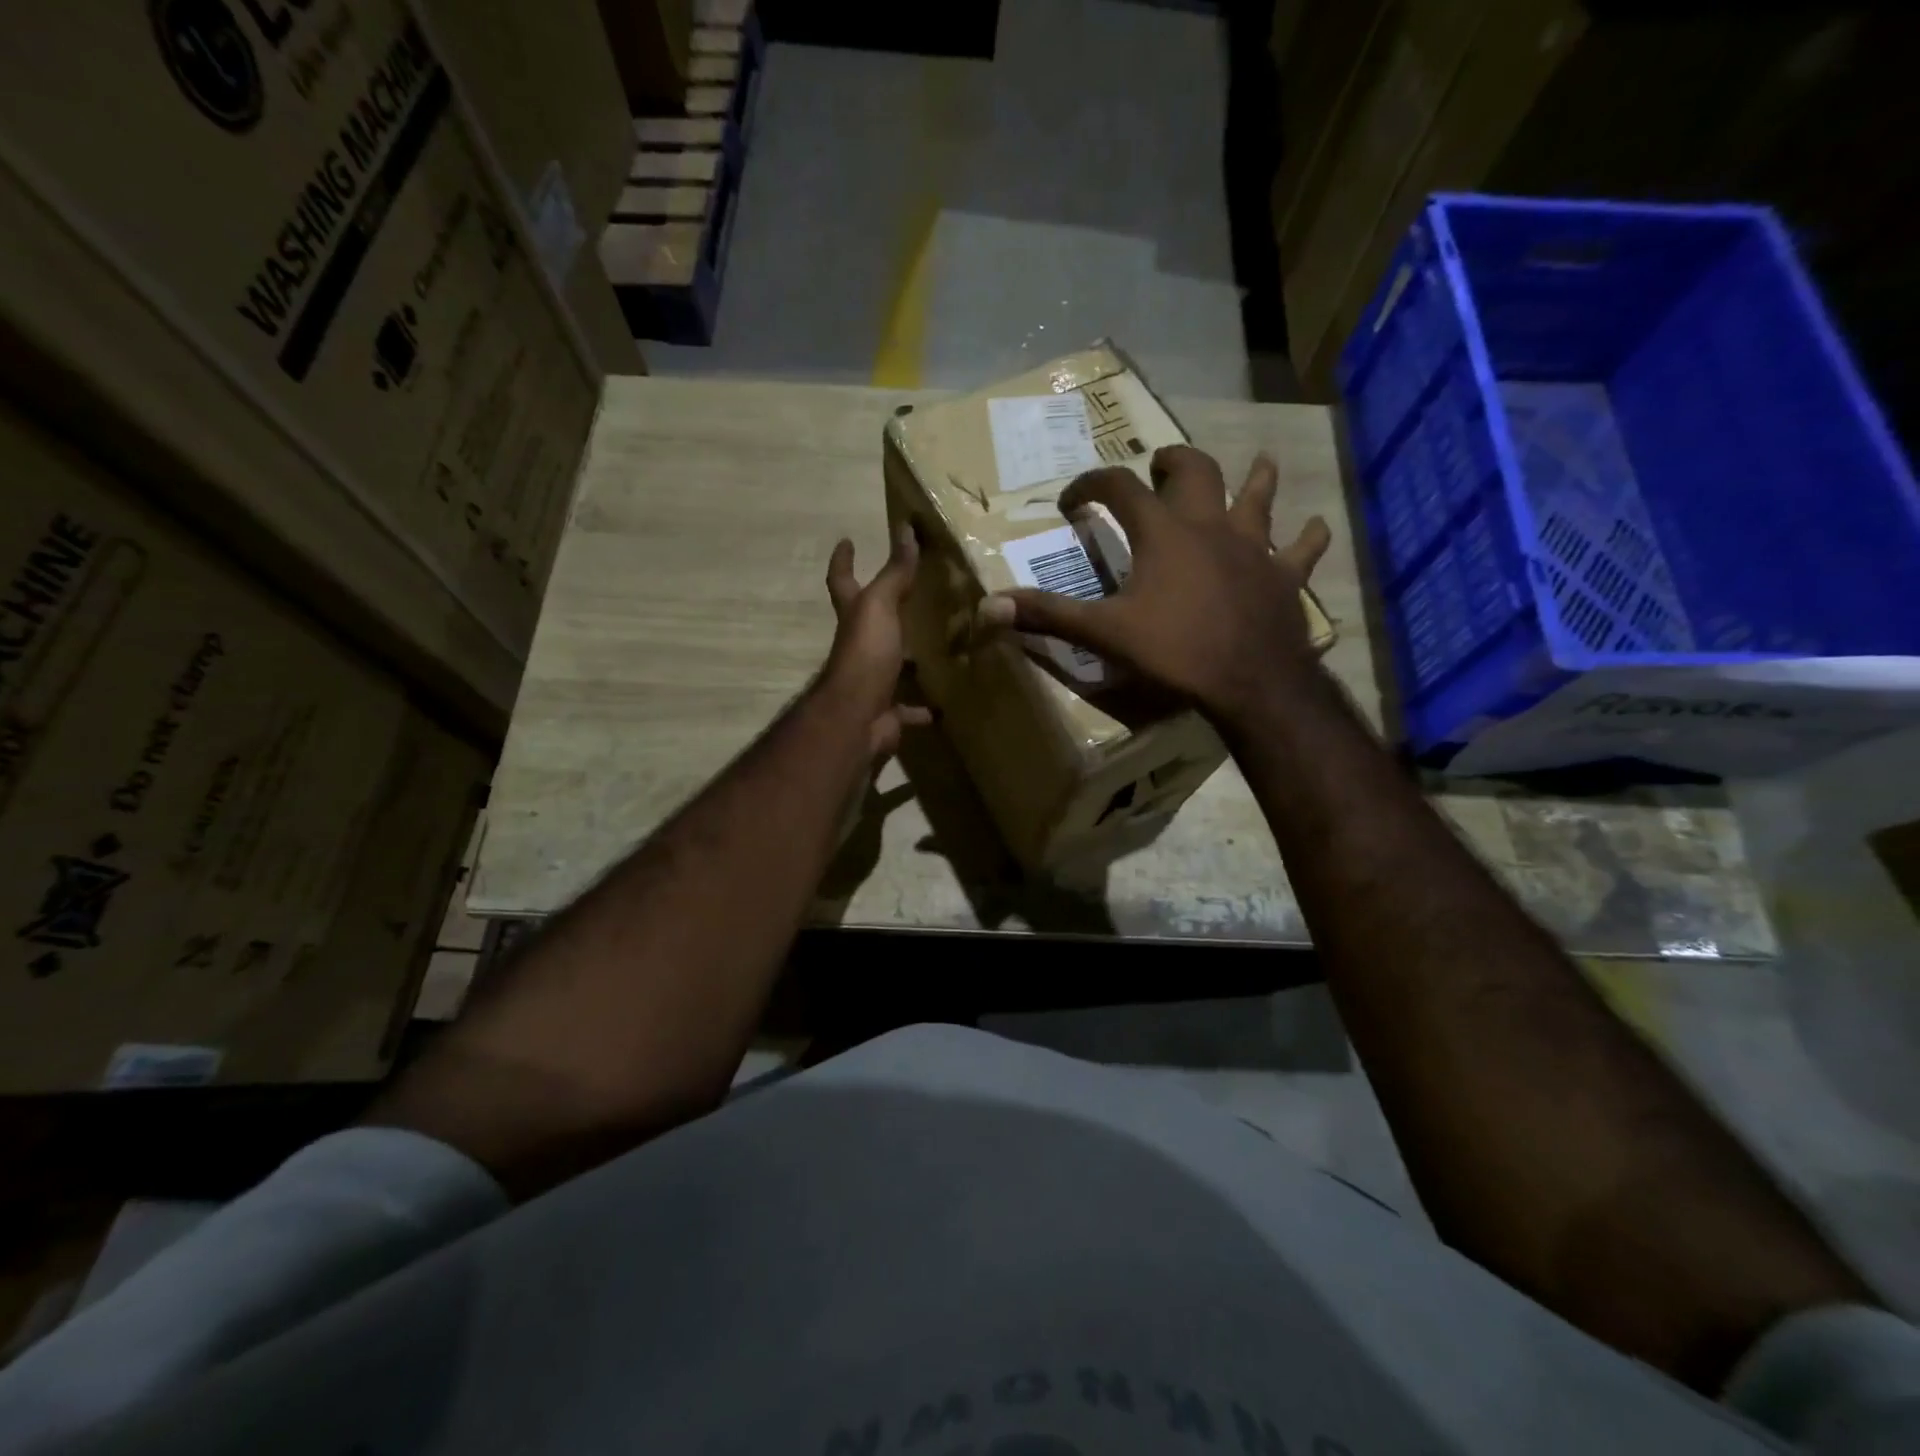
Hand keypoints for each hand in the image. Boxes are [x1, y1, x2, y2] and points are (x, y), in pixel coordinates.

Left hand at [822, 527, 934, 756]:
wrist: (857, 716)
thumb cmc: (866, 654)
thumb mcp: (881, 605)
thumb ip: (894, 572)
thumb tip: (904, 528)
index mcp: (854, 618)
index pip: (842, 580)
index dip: (843, 560)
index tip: (846, 541)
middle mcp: (859, 647)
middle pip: (869, 625)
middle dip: (886, 613)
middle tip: (914, 599)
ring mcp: (872, 681)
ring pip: (893, 666)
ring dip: (910, 661)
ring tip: (940, 650)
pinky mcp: (888, 712)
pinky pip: (909, 709)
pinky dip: (924, 708)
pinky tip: (945, 704)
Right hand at [977, 445, 1330, 724]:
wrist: (1249, 681)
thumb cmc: (1174, 651)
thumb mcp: (1103, 633)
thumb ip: (1047, 615)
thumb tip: (988, 607)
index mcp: (1163, 532)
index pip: (1119, 487)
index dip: (1091, 484)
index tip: (1073, 500)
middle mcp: (1209, 525)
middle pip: (1195, 471)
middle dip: (1173, 462)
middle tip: (1161, 465)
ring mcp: (1253, 547)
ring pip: (1257, 496)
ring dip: (1255, 478)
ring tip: (1257, 463)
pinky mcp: (1284, 576)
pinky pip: (1301, 549)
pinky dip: (1306, 538)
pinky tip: (1313, 528)